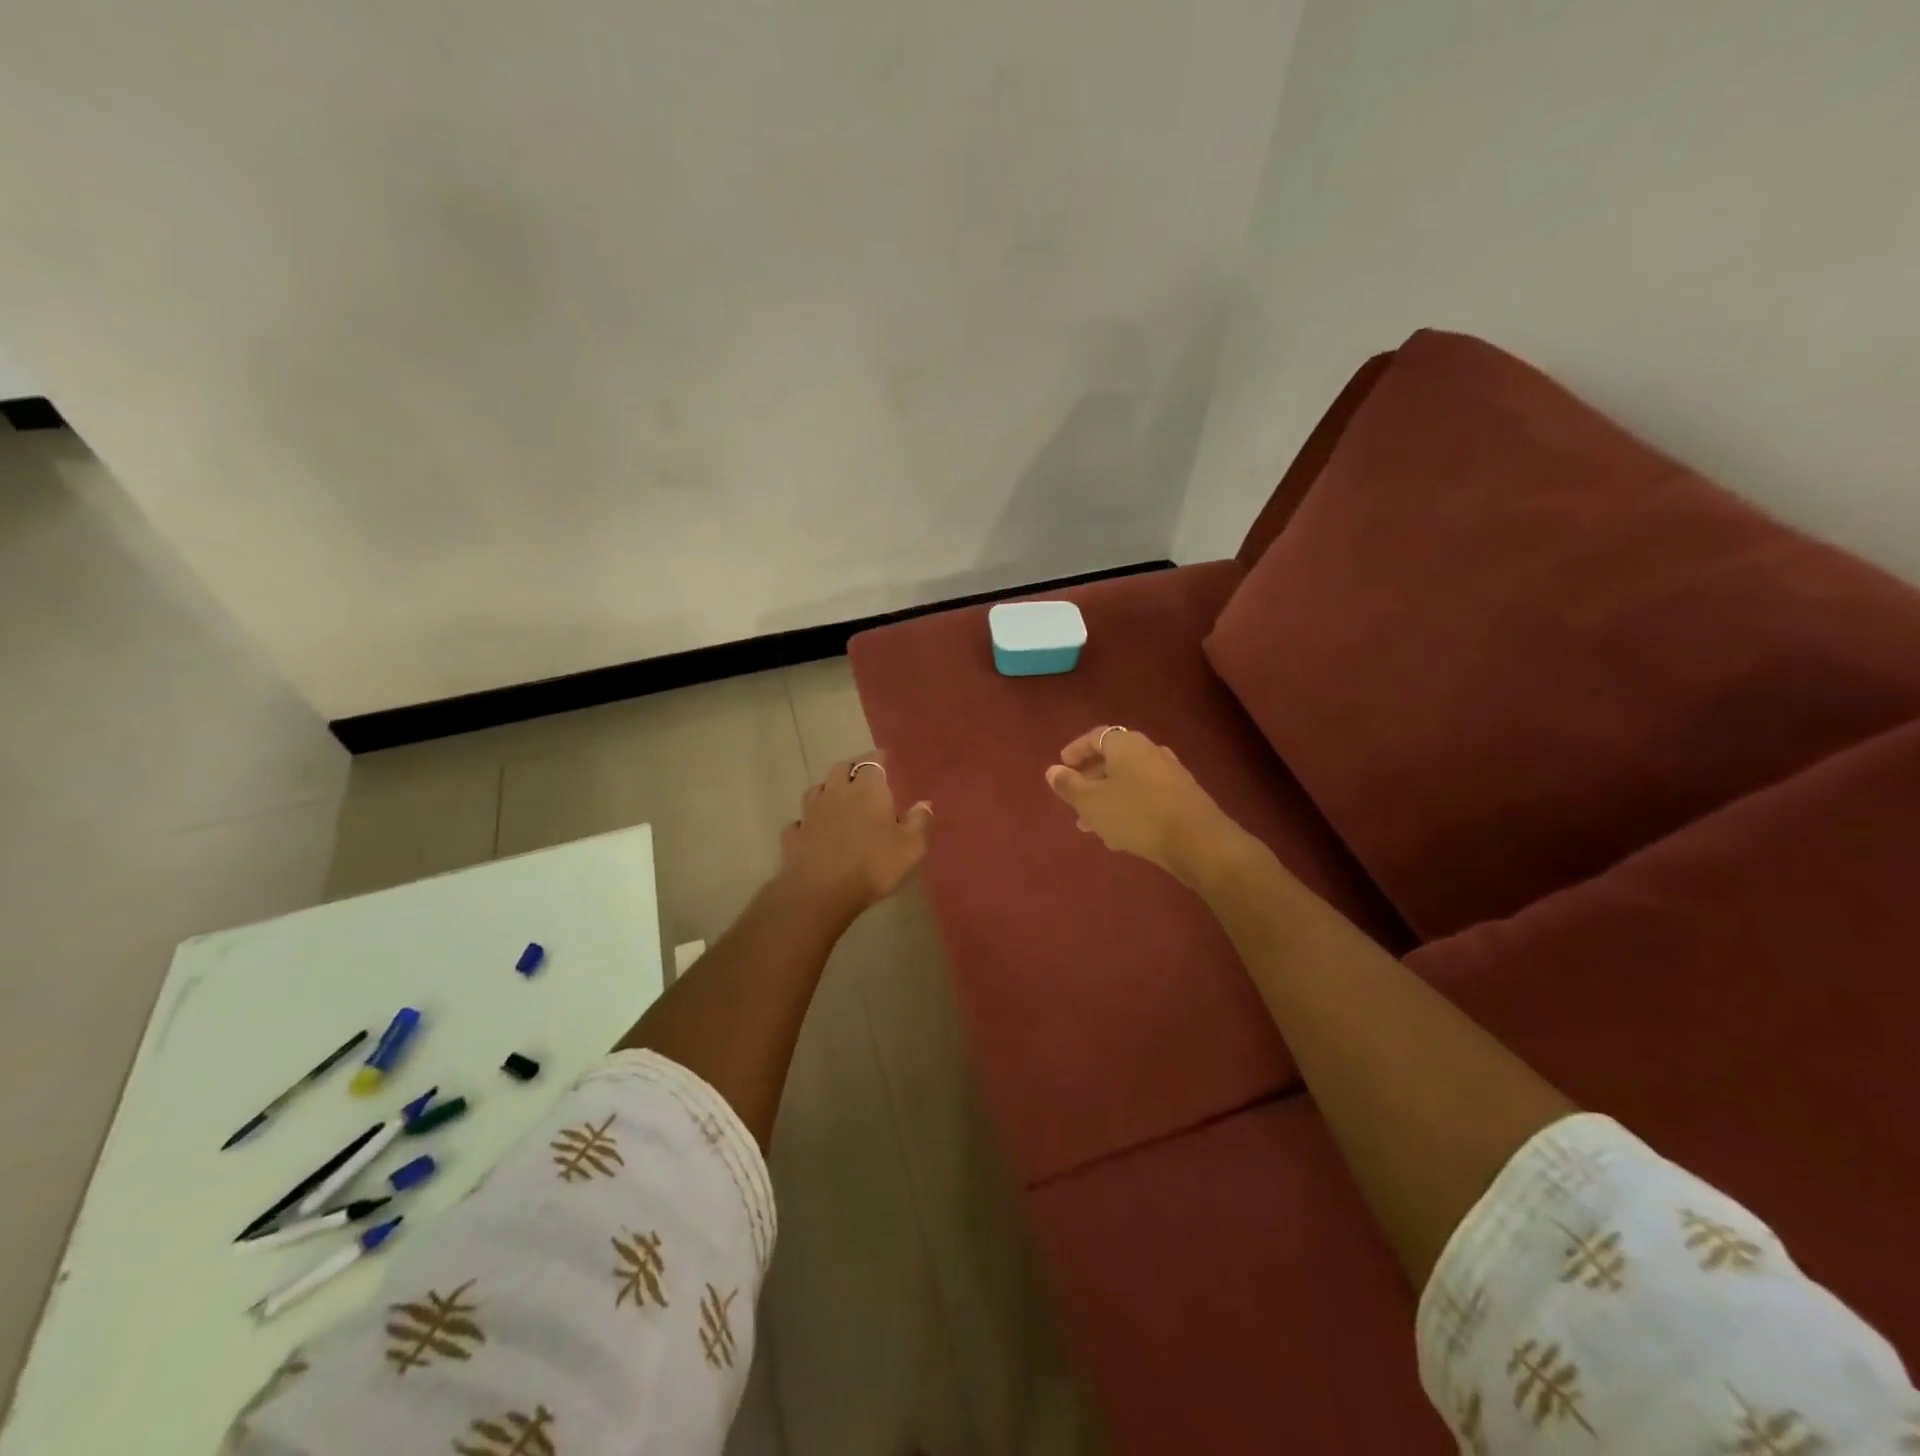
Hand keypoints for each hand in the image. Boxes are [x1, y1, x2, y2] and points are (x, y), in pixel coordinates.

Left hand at [779, 757, 932, 915]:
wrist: (822, 890)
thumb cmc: (874, 864)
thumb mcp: (910, 847)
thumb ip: (918, 822)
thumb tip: (924, 803)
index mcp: (868, 790)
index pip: (873, 762)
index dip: (879, 758)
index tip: (884, 758)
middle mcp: (837, 793)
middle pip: (841, 769)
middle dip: (851, 768)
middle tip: (860, 775)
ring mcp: (811, 813)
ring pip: (816, 790)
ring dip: (826, 789)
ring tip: (834, 796)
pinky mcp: (795, 835)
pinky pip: (799, 822)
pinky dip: (805, 822)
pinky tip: (810, 829)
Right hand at [1045, 727, 1245, 880]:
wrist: (1197, 840)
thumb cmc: (1135, 814)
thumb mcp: (1091, 802)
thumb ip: (1069, 785)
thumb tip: (1052, 770)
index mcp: (1126, 744)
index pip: (1095, 737)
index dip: (1076, 751)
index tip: (1062, 767)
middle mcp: (1149, 751)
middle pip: (1113, 759)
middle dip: (1090, 780)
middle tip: (1073, 800)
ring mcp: (1170, 772)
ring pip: (1128, 781)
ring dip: (1107, 798)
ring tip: (1091, 825)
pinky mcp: (1182, 796)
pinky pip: (1146, 795)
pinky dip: (1127, 807)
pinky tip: (1120, 834)